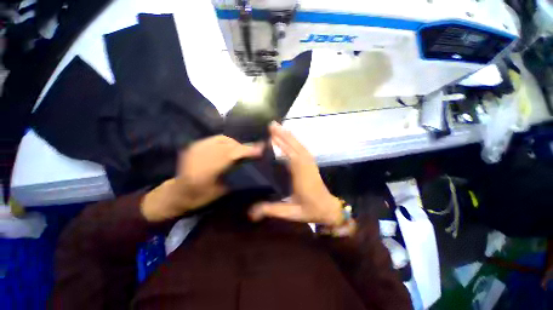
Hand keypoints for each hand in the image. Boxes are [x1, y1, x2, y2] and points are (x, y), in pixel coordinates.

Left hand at [141, 135, 263, 221]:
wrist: (177, 193)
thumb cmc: (200, 197)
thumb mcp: (221, 191)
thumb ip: (235, 176)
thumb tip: (250, 165)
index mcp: (206, 171)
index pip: (231, 155)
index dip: (247, 151)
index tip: (260, 150)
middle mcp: (200, 155)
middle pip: (227, 144)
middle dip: (242, 147)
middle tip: (251, 152)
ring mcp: (195, 148)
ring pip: (222, 139)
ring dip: (234, 143)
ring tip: (239, 150)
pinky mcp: (194, 145)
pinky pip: (215, 138)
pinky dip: (225, 142)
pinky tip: (228, 148)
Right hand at [249, 122, 342, 225]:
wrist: (329, 209)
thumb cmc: (310, 210)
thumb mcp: (290, 213)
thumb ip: (271, 210)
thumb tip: (251, 212)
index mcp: (301, 176)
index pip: (290, 155)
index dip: (282, 144)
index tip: (271, 134)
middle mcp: (306, 166)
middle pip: (294, 146)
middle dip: (283, 134)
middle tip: (272, 124)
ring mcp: (310, 163)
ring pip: (299, 145)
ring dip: (289, 136)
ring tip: (279, 127)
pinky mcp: (311, 163)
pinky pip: (303, 149)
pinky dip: (296, 141)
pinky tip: (290, 138)